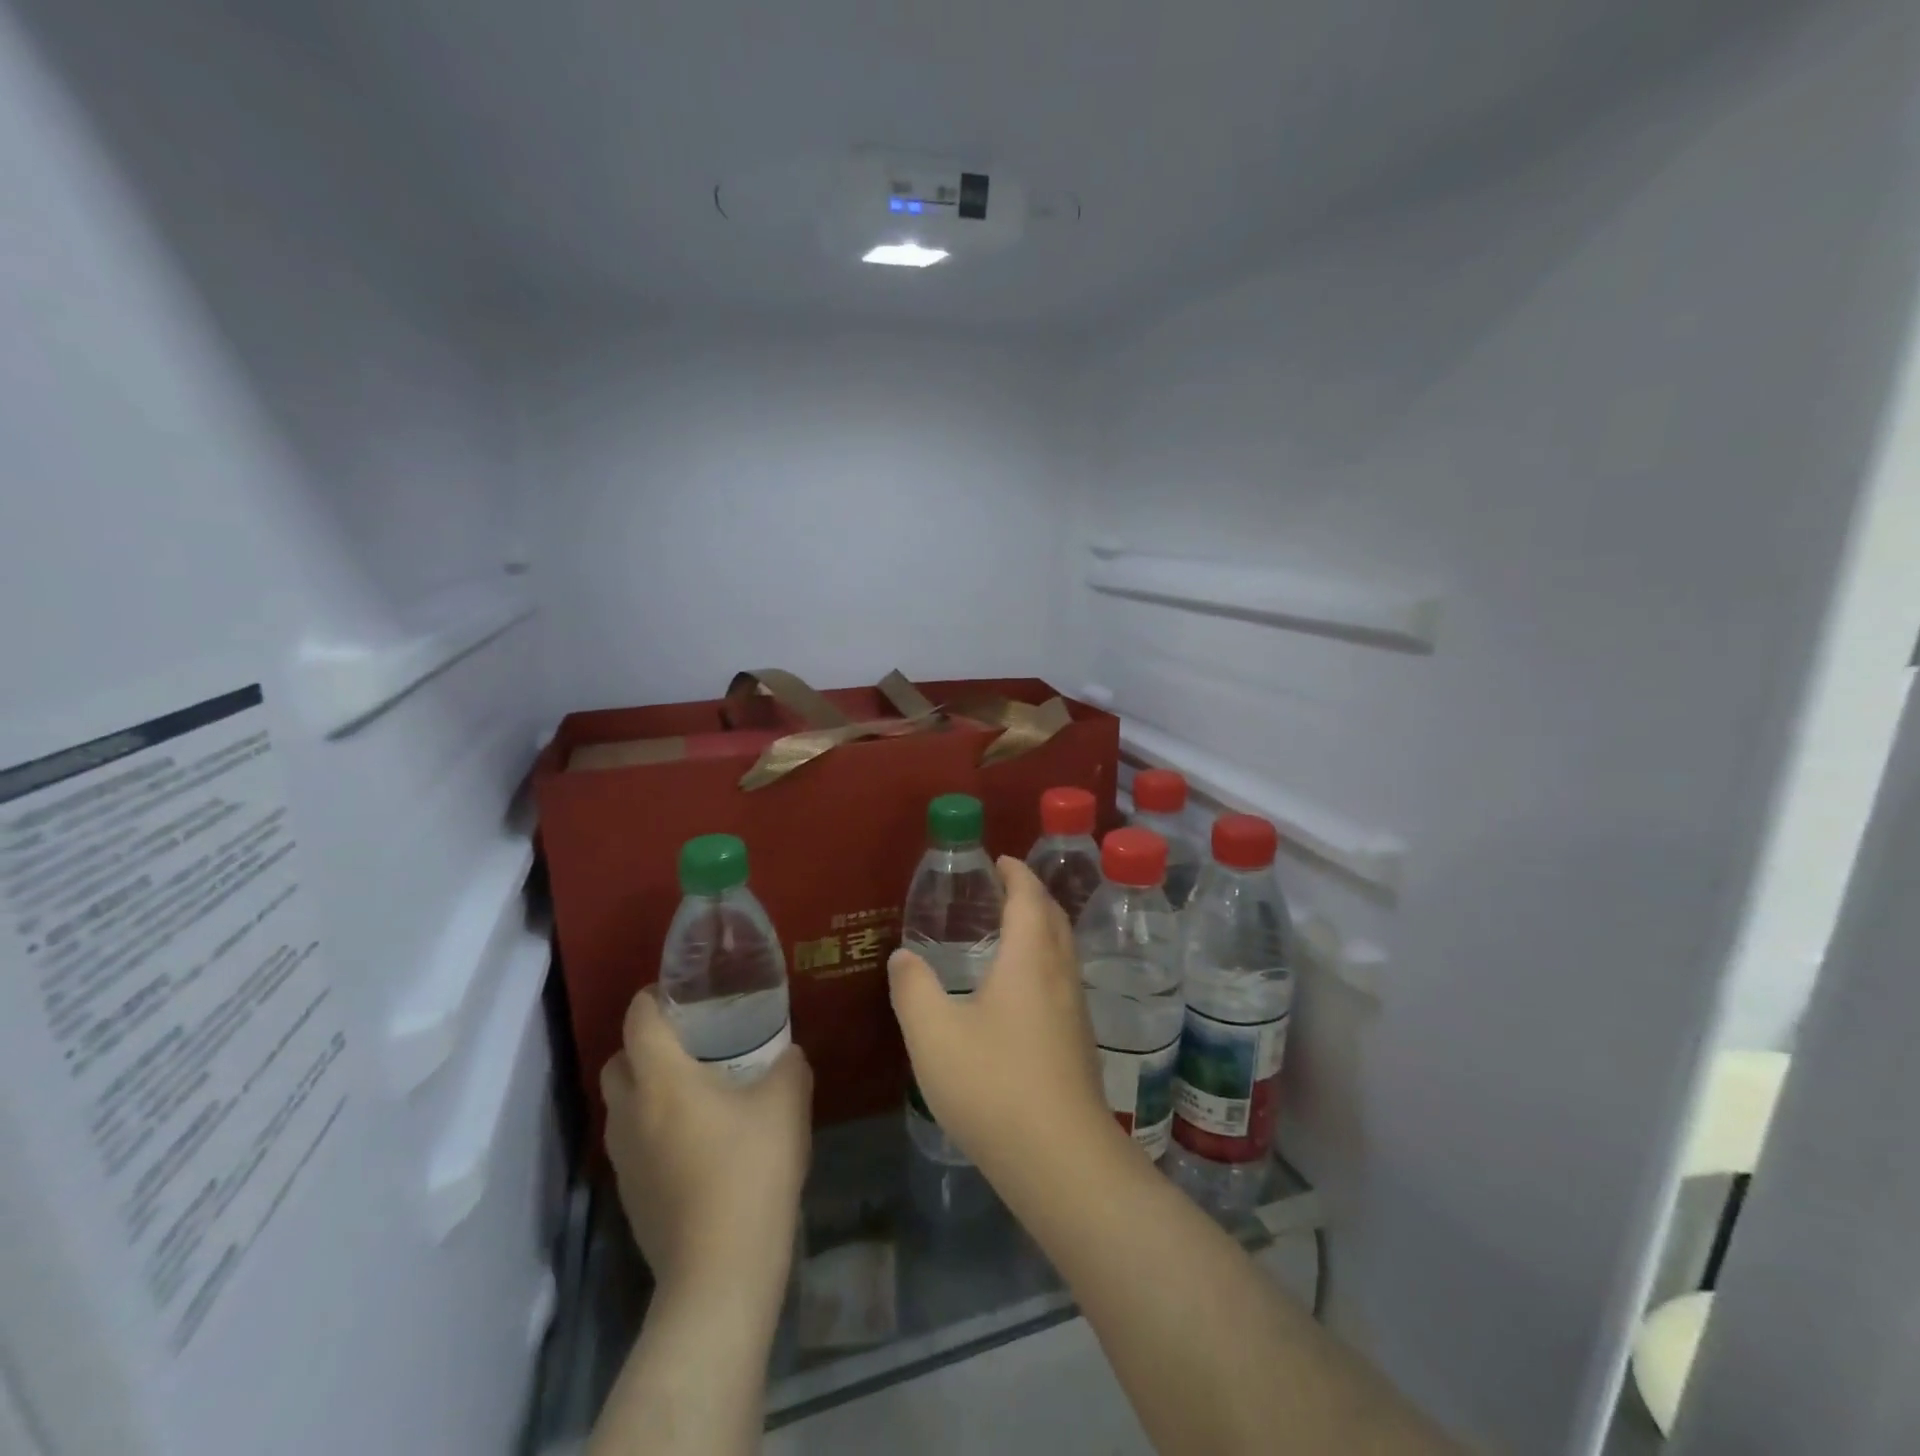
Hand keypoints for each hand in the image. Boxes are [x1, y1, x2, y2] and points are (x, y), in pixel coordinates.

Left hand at [600, 989, 811, 1302]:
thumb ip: (789, 1065)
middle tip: (689, 1041)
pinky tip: (695, 1140)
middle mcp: (631, 1113)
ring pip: (621, 1105)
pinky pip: (632, 1142)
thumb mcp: (787, 1103)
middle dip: (644, 1044)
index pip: (638, 1020)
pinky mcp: (630, 1196)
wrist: (720, 1273)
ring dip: (645, 1088)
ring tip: (693, 1089)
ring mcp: (624, 1159)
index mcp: (662, 1080)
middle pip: (618, 1061)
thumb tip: (787, 1055)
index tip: (680, 992)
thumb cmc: (751, 1170)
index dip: (652, 997)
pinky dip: (652, 1127)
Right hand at [888, 856, 1118, 1183]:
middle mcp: (1060, 974)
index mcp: (1030, 958)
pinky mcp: (1079, 1042)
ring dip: (1041, 928)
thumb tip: (903, 955)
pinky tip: (1020, 991)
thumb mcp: (934, 1035)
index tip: (1000, 859)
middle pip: (1053, 918)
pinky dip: (1043, 962)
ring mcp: (1075, 1010)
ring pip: (1062, 950)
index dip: (1016, 873)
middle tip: (1003, 887)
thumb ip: (913, 989)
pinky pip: (1062, 979)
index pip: (1028, 897)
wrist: (1061, 1159)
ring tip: (1009, 932)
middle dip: (1032, 895)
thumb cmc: (994, 1084)